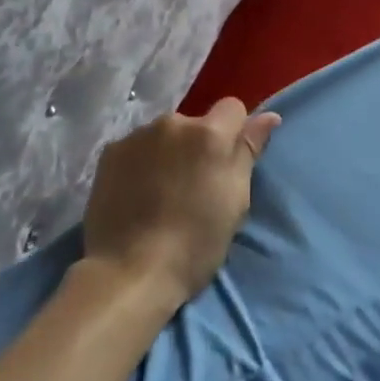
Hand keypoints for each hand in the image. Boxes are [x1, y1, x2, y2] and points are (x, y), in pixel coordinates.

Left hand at [82, 98, 278, 308]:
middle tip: (193, 186)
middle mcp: (172, 122)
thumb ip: (248, 152)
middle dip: (198, 146)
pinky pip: (137, 148)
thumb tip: (268, 116)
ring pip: (165, 135)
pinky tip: (136, 193)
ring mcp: (137, 135)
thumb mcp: (234, 202)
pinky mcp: (110, 151)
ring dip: (168, 153)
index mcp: (209, 134)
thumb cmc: (194, 244)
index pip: (233, 108)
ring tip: (161, 192)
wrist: (128, 273)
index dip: (234, 133)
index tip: (227, 165)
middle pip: (196, 123)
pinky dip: (141, 163)